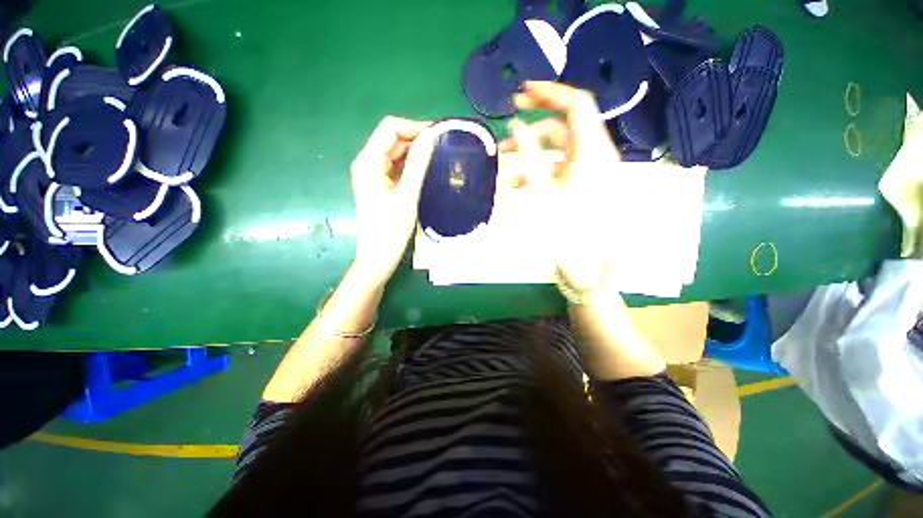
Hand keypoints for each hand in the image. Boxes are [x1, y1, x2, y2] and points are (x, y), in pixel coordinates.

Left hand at [350, 116, 434, 283]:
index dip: (414, 127)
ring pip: (395, 153)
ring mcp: (372, 175)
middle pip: (392, 139)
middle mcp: (367, 163)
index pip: (390, 128)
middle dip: (416, 139)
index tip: (438, 136)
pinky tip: (424, 170)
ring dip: (414, 152)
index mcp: (368, 161)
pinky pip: (395, 167)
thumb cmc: (391, 230)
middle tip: (442, 148)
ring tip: (437, 158)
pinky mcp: (379, 186)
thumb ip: (418, 164)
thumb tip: (431, 137)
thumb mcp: (407, 195)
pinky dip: (410, 165)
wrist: (378, 258)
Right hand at [501, 81, 621, 290]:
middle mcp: (594, 155)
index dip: (549, 93)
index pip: (576, 104)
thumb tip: (515, 127)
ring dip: (528, 158)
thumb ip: (528, 156)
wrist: (588, 266)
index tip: (521, 94)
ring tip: (504, 172)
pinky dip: (536, 174)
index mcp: (592, 151)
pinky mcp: (580, 186)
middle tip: (504, 139)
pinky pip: (556, 171)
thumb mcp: (543, 191)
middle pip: (560, 129)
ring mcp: (587, 172)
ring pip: (554, 153)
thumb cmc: (568, 231)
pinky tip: (517, 187)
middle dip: (529, 133)